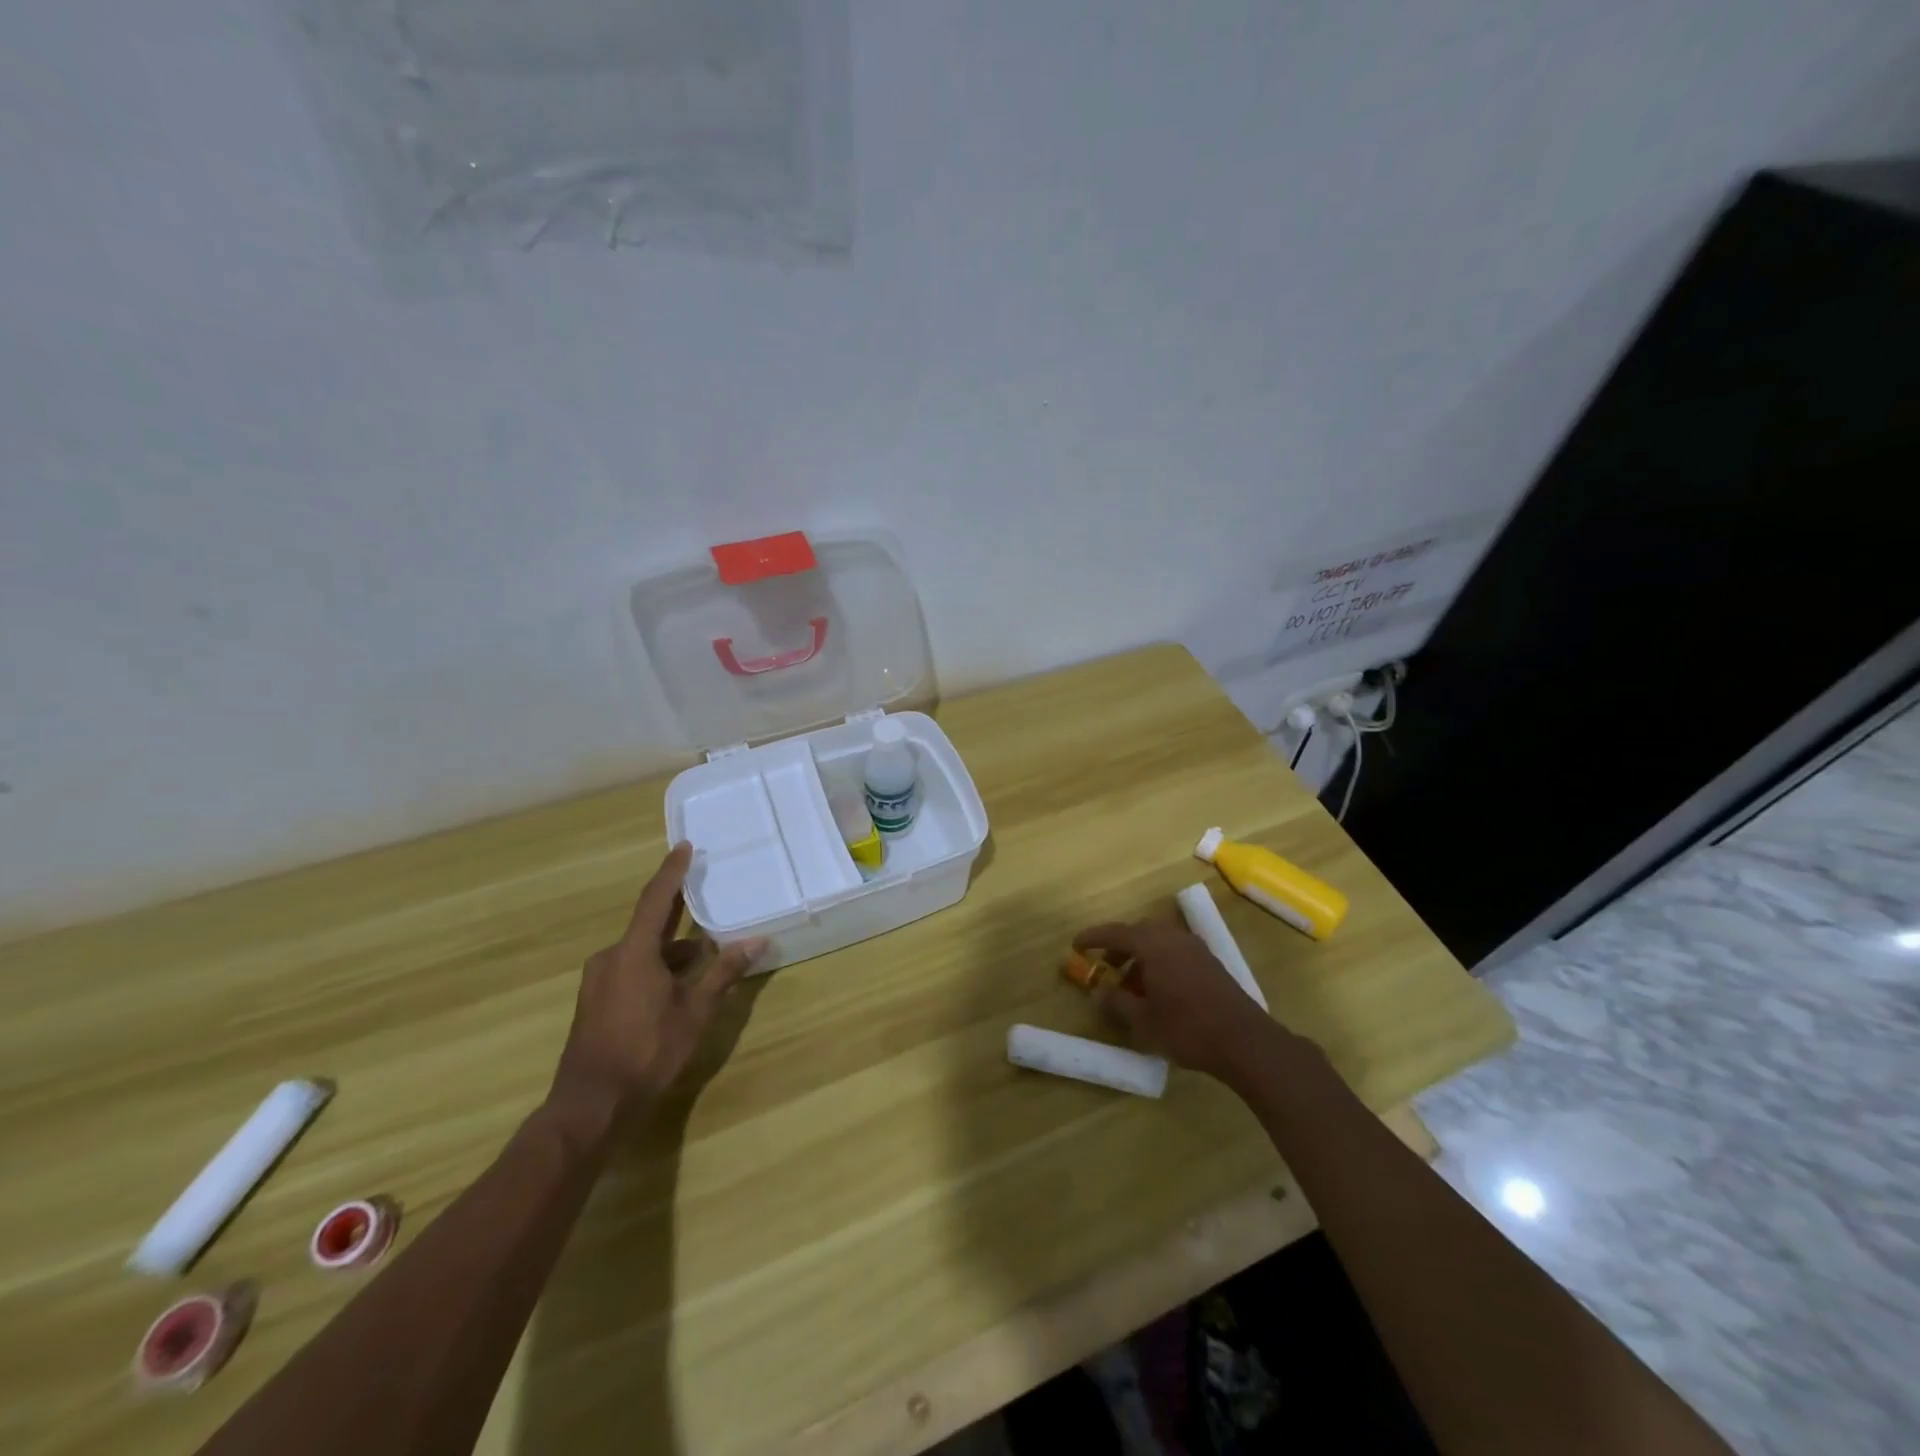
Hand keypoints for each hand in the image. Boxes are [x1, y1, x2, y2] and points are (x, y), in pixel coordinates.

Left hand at [549, 843, 764, 1123]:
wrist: (591, 1105)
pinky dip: (656, 967)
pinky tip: (678, 986)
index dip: (672, 872)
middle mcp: (611, 958)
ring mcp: (599, 981)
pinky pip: (630, 969)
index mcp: (633, 952)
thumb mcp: (694, 1012)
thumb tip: (755, 941)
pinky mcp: (595, 1002)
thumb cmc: (647, 1052)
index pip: (656, 899)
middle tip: (705, 897)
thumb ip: (723, 973)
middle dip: (678, 914)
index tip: (684, 847)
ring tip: (704, 955)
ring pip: (641, 951)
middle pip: (649, 925)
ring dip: (671, 950)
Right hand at [1072, 917, 1286, 1085]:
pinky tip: (1159, 990)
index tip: (1076, 945)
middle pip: (1139, 933)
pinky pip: (1175, 952)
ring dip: (1141, 956)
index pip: (1116, 932)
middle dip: (1119, 947)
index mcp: (1153, 945)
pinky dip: (1160, 962)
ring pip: (1159, 942)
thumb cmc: (1187, 1028)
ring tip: (1132, 985)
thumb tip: (1098, 993)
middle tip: (1106, 967)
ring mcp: (1195, 948)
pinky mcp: (1210, 963)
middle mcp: (1173, 938)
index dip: (1093, 938)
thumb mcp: (1143, 1021)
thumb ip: (1117, 1003)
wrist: (1244, 1041)